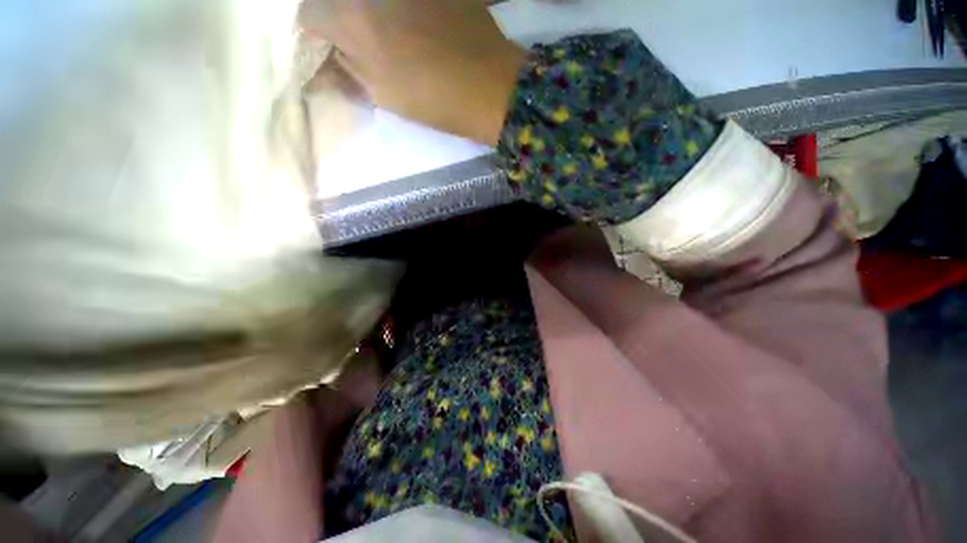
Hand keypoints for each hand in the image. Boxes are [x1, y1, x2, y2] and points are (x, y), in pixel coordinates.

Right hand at [300, 0, 525, 145]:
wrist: (489, 85)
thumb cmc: (434, 99)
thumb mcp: (383, 94)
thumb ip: (350, 68)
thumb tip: (332, 55)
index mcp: (351, 17)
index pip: (310, 14)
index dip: (318, 34)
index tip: (331, 47)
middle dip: (341, 17)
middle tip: (359, 41)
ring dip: (369, 12)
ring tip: (392, 38)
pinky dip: (397, 8)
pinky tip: (412, 23)